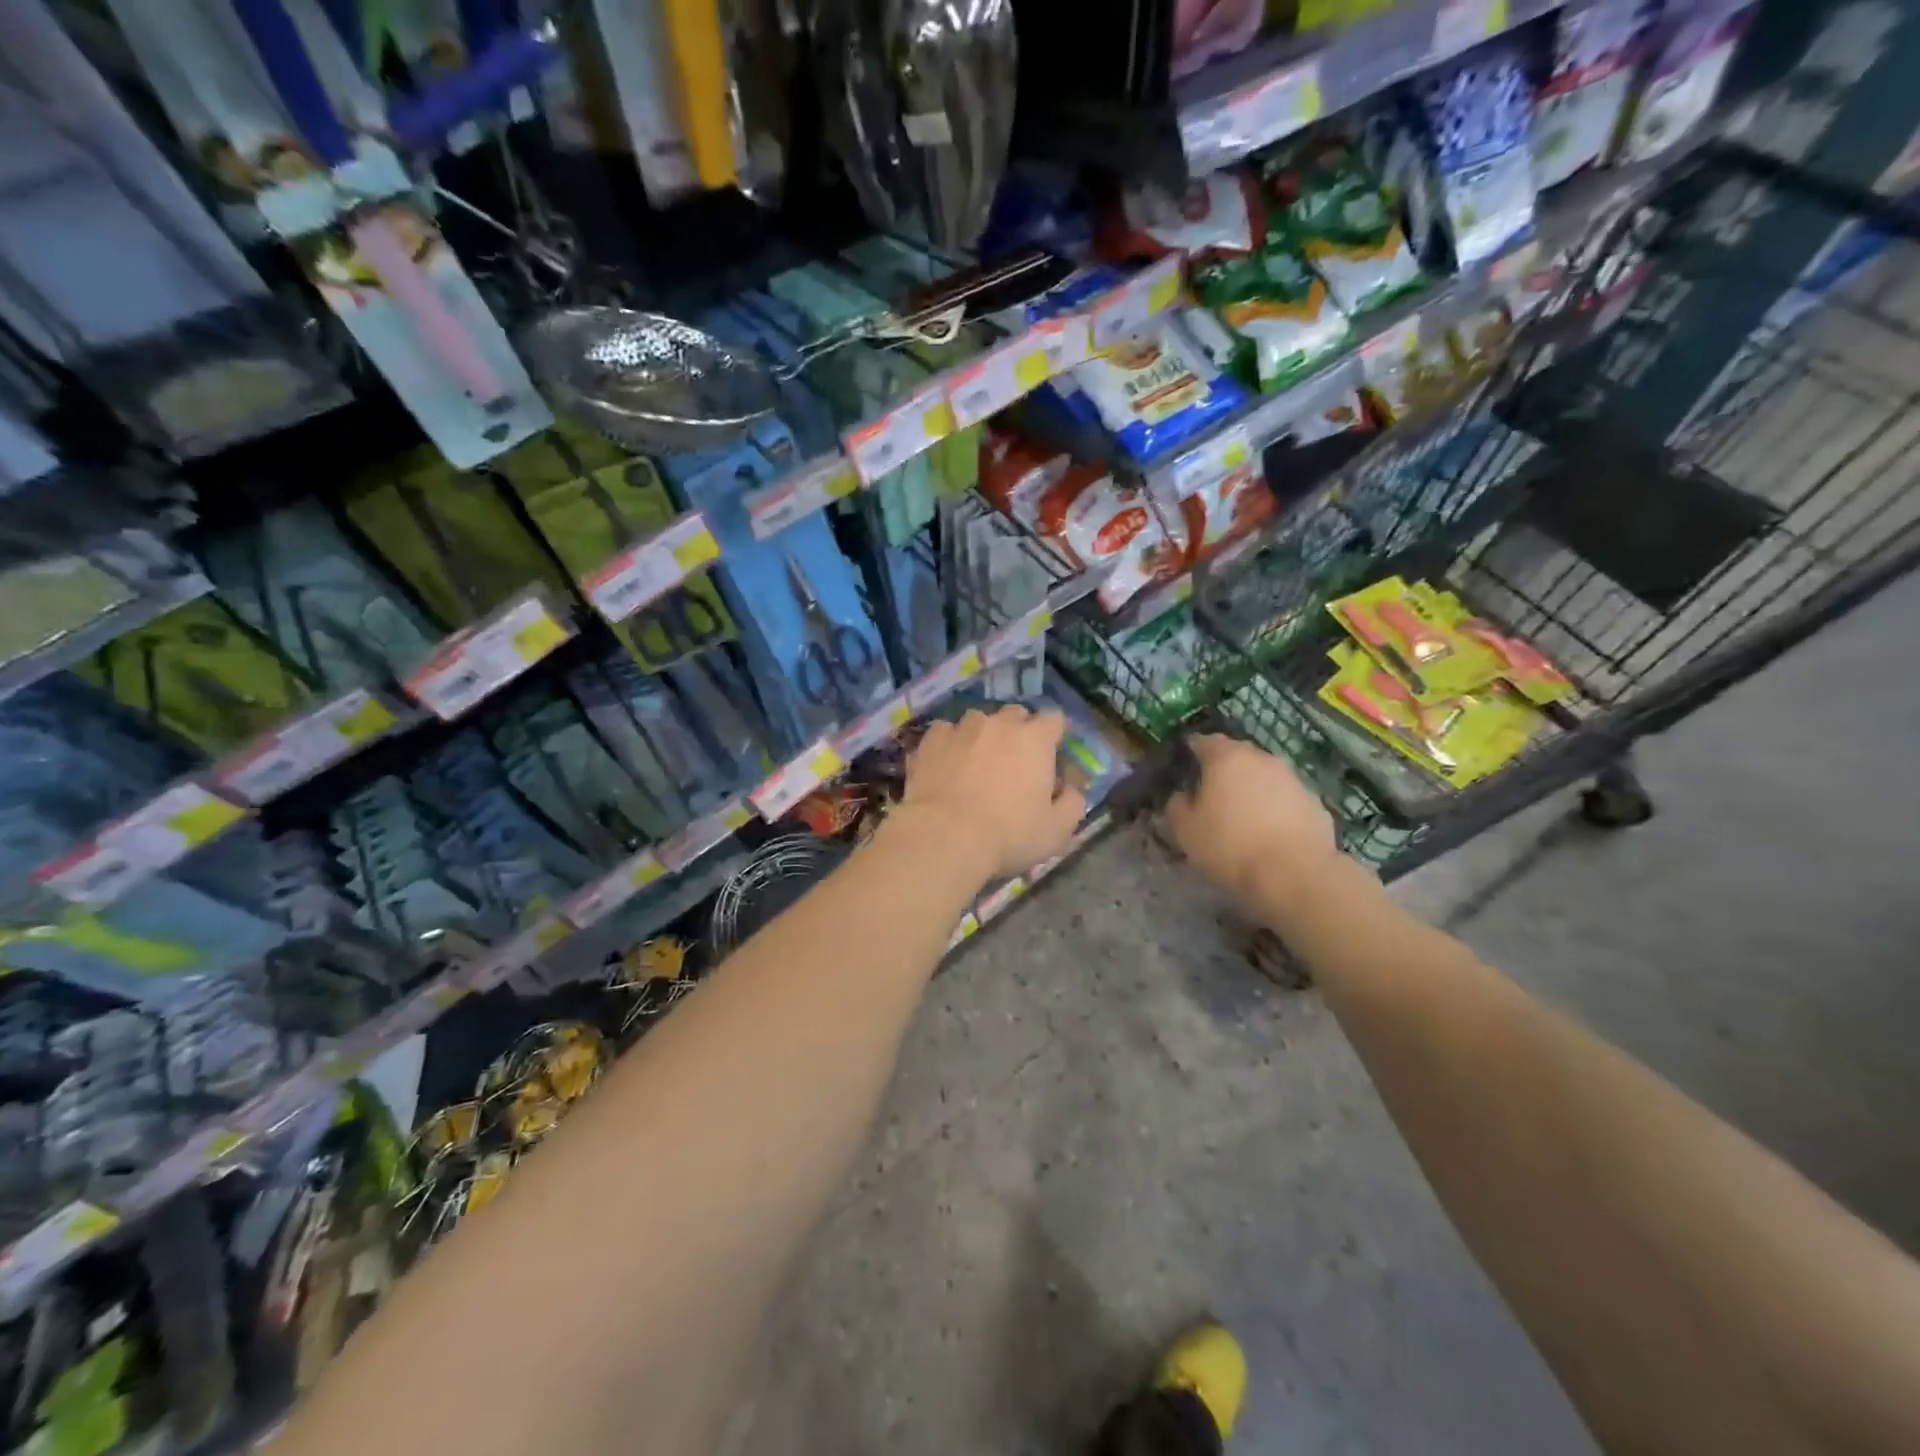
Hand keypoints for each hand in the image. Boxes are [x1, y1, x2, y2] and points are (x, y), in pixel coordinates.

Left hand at [898, 707, 1085, 881]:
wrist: (945, 837)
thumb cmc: (1008, 835)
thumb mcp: (1057, 830)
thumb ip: (1073, 804)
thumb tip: (1073, 790)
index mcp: (1036, 739)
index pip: (1054, 719)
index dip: (1054, 737)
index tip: (1050, 758)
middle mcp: (1000, 723)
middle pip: (1016, 715)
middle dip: (1018, 732)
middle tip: (1013, 763)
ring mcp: (962, 728)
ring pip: (978, 720)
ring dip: (982, 735)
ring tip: (976, 763)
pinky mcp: (931, 740)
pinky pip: (945, 732)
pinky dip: (949, 744)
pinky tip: (946, 765)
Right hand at [1165, 734, 1340, 911]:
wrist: (1294, 873)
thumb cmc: (1230, 846)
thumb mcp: (1186, 830)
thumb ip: (1178, 806)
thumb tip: (1183, 796)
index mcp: (1226, 758)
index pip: (1204, 741)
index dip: (1193, 751)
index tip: (1186, 766)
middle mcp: (1262, 759)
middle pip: (1238, 755)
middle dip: (1224, 769)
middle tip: (1213, 792)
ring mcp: (1293, 779)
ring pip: (1264, 776)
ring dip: (1252, 788)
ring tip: (1243, 814)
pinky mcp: (1315, 802)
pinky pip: (1286, 798)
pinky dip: (1276, 807)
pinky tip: (1270, 831)